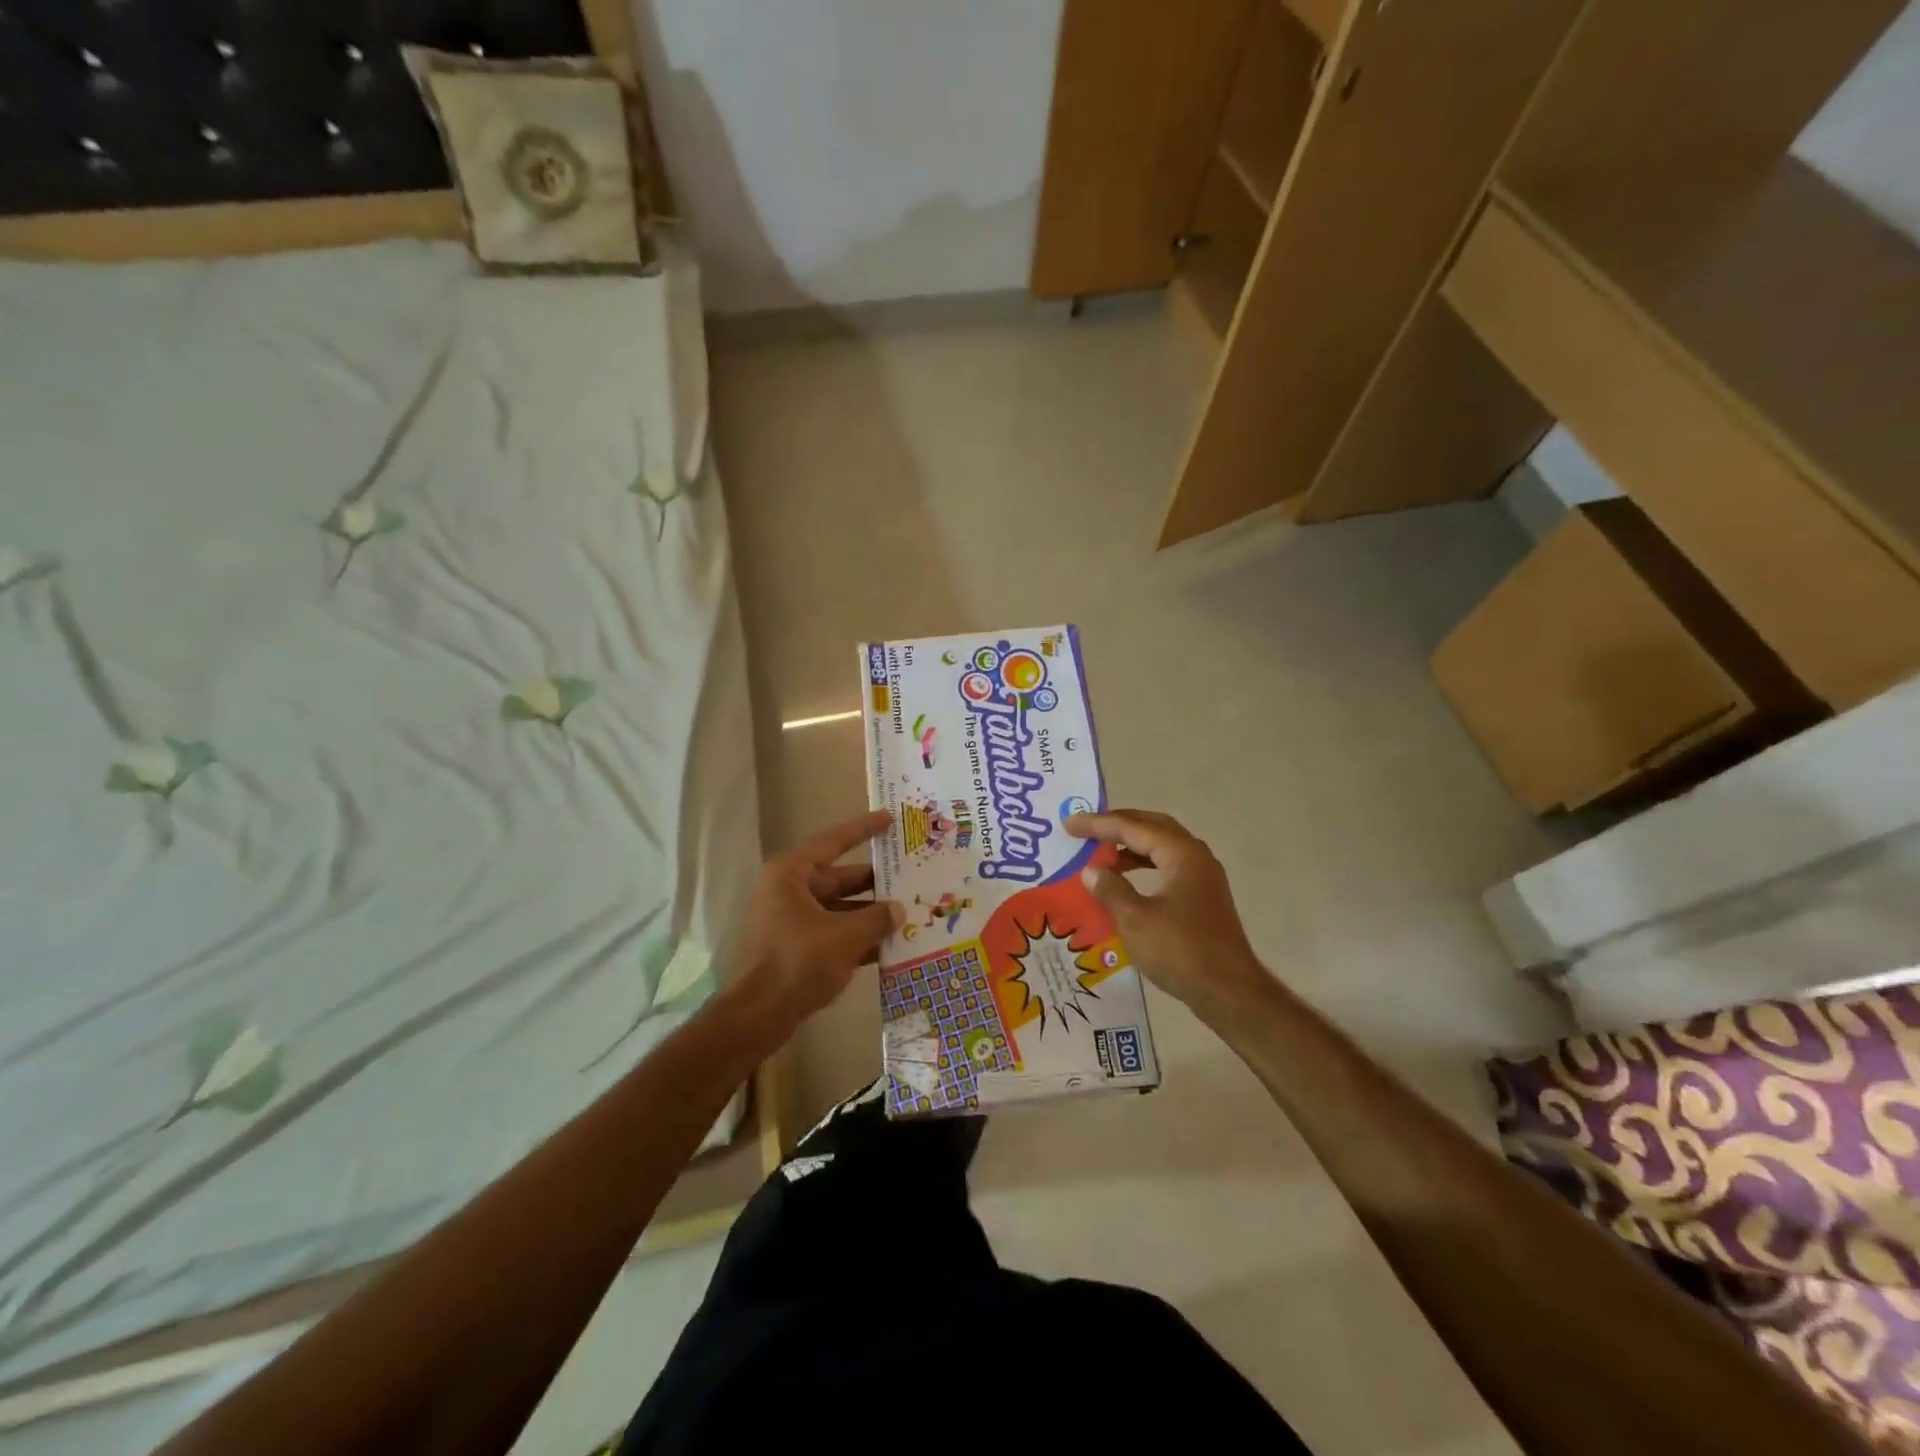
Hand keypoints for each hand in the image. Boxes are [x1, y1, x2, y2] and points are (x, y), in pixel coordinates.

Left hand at [730, 810, 903, 1041]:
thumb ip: (877, 918)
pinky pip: (831, 930)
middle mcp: (788, 889)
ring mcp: (789, 918)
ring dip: (868, 913)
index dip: (863, 829)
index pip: (833, 841)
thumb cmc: (799, 962)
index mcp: (792, 874)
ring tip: (906, 913)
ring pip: (838, 907)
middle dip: (874, 881)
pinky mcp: (793, 945)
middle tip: (909, 876)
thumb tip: (898, 909)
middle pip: (839, 877)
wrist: (758, 1015)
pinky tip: (887, 946)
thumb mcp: (846, 937)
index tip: (889, 818)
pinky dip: (855, 935)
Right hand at [1065, 809, 1266, 1016]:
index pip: (1133, 827)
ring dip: (1131, 845)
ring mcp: (1202, 876)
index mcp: (1181, 854)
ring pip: (1162, 846)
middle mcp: (1195, 856)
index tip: (1069, 824)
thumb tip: (1090, 870)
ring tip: (1101, 853)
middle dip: (1118, 825)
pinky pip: (1167, 865)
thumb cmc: (1181, 951)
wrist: (1230, 992)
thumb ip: (1110, 889)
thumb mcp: (1135, 920)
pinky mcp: (1202, 896)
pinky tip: (1125, 879)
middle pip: (1152, 827)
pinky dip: (1143, 864)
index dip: (1098, 824)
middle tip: (1087, 829)